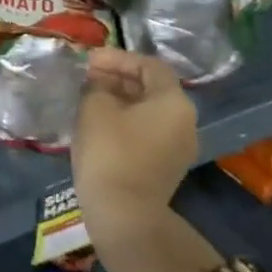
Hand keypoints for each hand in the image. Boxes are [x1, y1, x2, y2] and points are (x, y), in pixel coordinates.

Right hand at [72, 48, 196, 236]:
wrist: (124, 213)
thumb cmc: (110, 151)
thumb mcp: (95, 107)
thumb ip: (97, 85)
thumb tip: (99, 84)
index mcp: (174, 102)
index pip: (149, 65)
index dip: (118, 58)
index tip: (89, 60)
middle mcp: (185, 121)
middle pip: (152, 87)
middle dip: (118, 77)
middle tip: (86, 76)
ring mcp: (178, 146)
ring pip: (148, 110)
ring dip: (120, 98)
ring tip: (88, 96)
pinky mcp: (166, 165)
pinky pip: (147, 130)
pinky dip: (125, 119)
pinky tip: (98, 121)